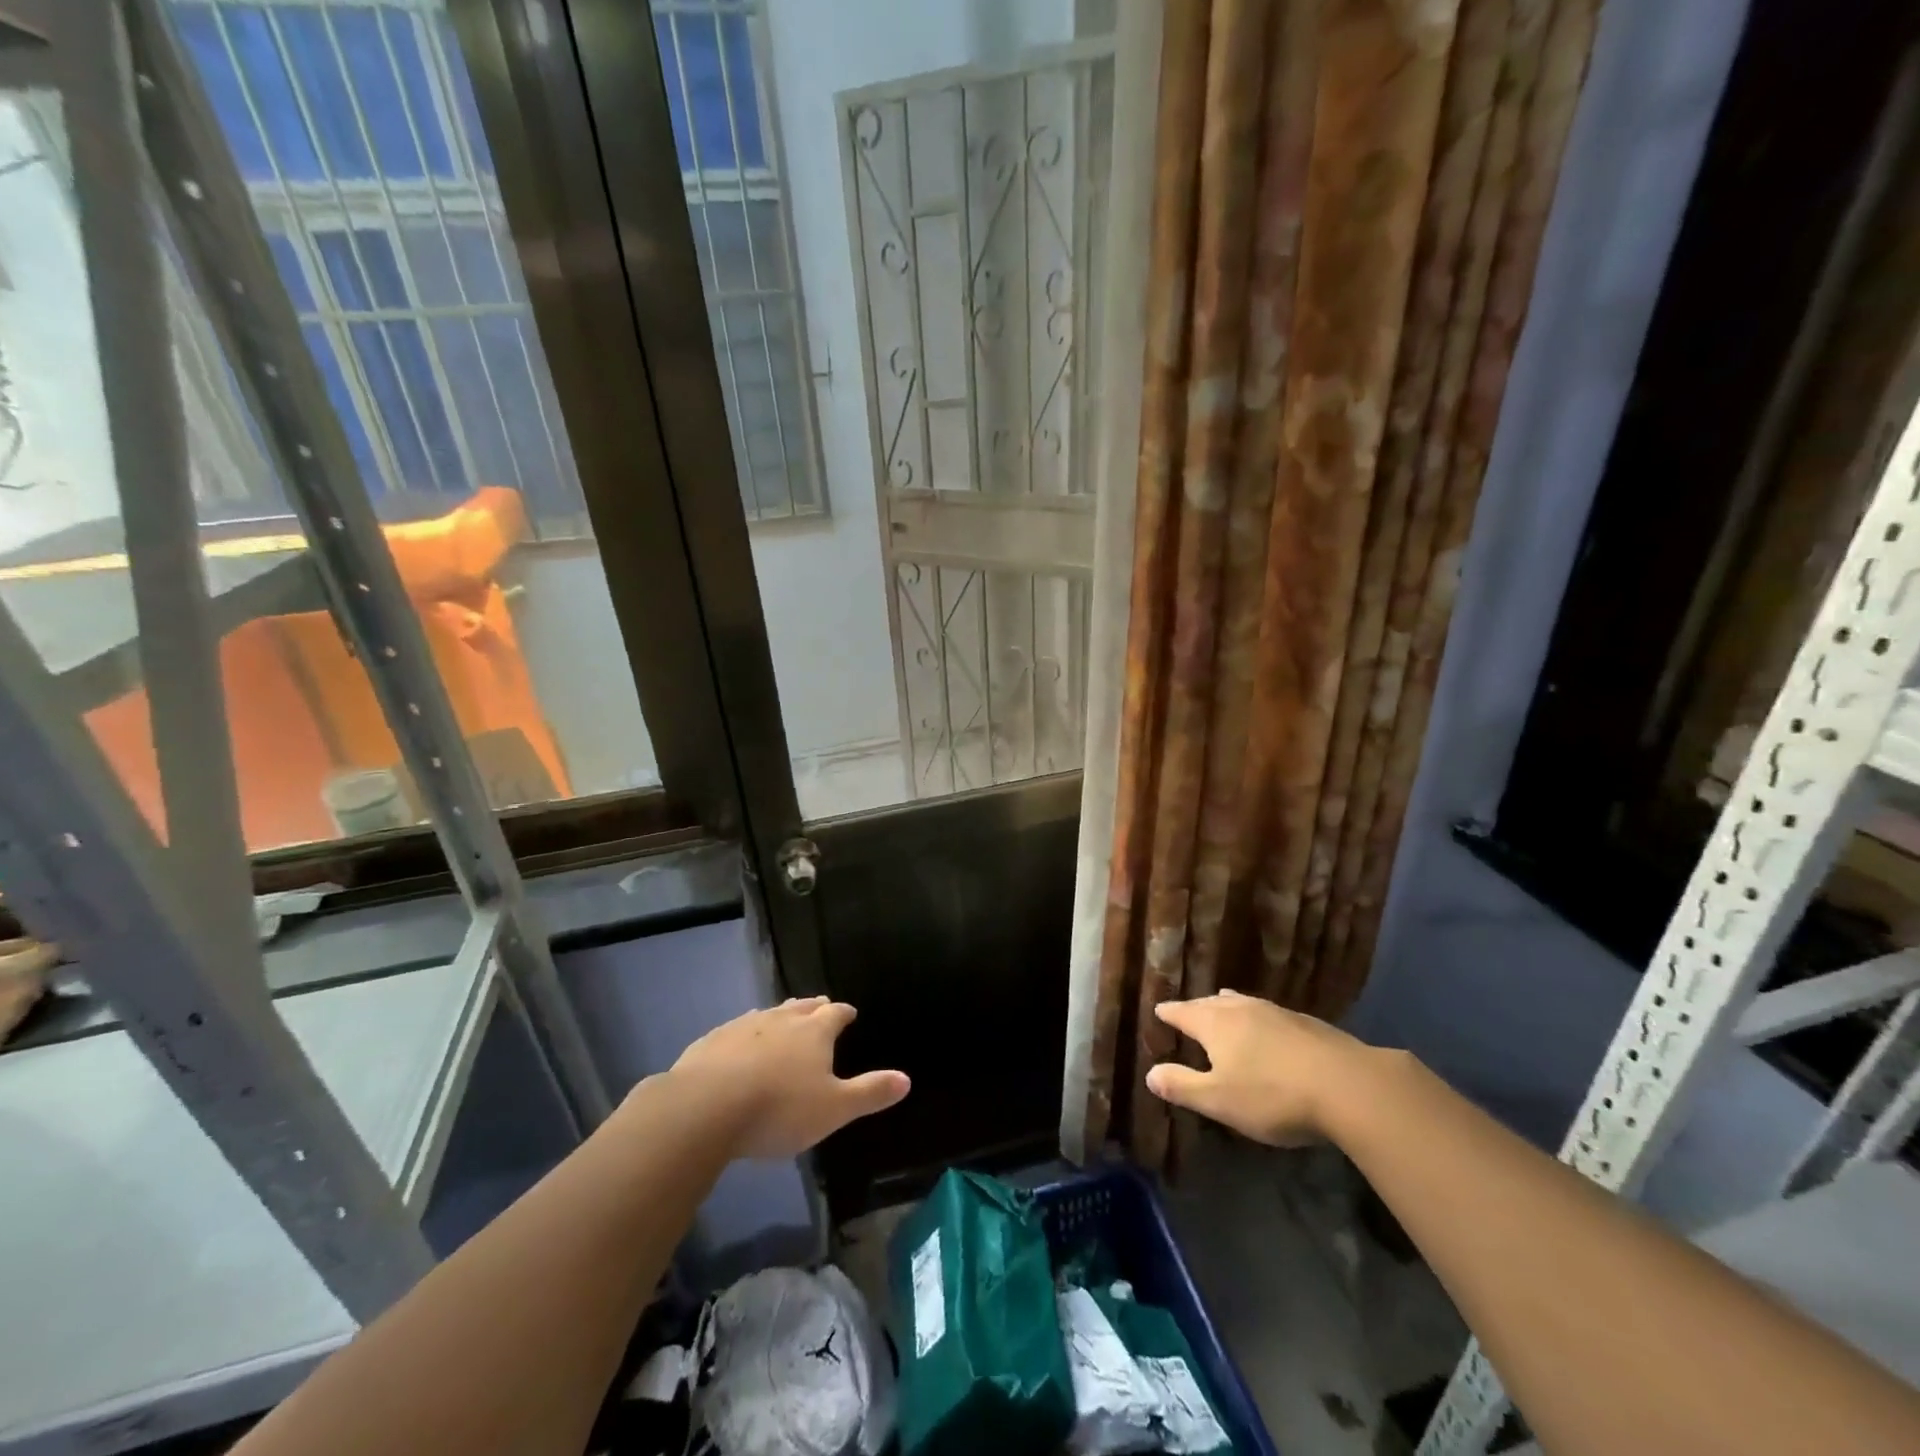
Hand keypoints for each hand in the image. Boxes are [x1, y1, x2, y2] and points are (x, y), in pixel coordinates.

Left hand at [664, 997, 910, 1158]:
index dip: (843, 1013)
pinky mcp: (711, 1041)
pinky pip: (735, 1030)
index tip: (849, 1013)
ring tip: (783, 1017)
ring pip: (768, 1014)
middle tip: (820, 1006)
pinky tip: (739, 1044)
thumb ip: (870, 1093)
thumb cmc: (779, 1109)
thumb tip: (907, 1079)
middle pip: (802, 1007)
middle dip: (813, 1007)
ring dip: (780, 1015)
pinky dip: (745, 1034)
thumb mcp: (833, 1109)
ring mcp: (743, 1027)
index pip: (835, 1014)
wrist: (705, 1108)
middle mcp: (780, 1020)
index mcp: (813, 1032)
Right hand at [1143, 990, 1367, 1145]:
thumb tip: (1150, 1074)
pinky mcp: (1307, 1023)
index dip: (1169, 1013)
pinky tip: (1268, 1029)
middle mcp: (1243, 1008)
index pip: (1183, 1012)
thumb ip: (1183, 1086)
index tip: (1158, 1010)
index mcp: (1215, 1023)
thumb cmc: (1273, 1095)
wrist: (1349, 1086)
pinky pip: (1269, 1014)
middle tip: (1188, 1011)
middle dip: (1197, 1007)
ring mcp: (1277, 1012)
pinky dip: (1257, 1018)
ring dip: (1228, 1005)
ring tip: (1222, 1004)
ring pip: (1243, 1003)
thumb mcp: (1219, 1101)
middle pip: (1212, 1002)